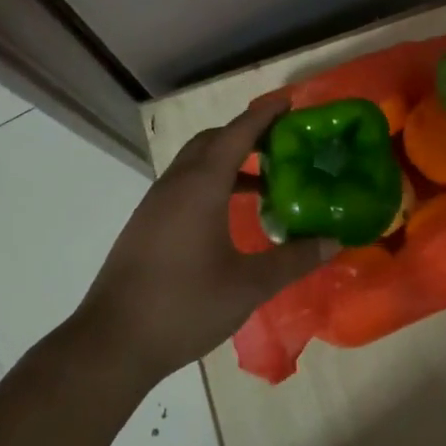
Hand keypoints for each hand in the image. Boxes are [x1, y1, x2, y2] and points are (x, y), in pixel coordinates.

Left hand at [76, 93, 331, 380]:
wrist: (111, 343)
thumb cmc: (184, 305)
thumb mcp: (248, 286)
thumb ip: (293, 260)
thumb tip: (334, 241)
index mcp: (202, 185)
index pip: (238, 133)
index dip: (264, 115)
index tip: (289, 102)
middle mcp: (176, 182)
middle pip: (213, 140)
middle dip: (246, 134)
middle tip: (281, 145)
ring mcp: (156, 202)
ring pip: (196, 162)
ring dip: (228, 160)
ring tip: (263, 183)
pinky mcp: (146, 223)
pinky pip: (184, 183)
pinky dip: (211, 182)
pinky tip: (228, 215)